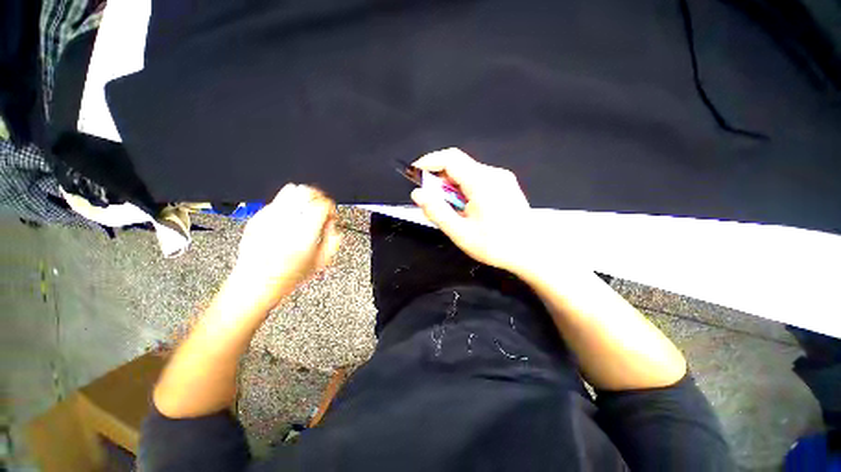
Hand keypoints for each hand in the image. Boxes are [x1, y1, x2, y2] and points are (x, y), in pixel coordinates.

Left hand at [229, 184, 340, 308]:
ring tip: (306, 207)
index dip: (330, 207)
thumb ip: (332, 240)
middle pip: (306, 192)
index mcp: (304, 234)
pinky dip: (288, 205)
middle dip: (318, 197)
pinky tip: (290, 217)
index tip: (330, 213)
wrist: (255, 282)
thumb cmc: (287, 276)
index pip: (321, 205)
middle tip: (321, 207)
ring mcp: (269, 218)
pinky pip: (277, 201)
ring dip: (303, 196)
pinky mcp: (258, 218)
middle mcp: (286, 223)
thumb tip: (332, 225)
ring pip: (290, 190)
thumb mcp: (320, 262)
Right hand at [410, 148, 539, 276]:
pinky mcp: (506, 185)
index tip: (415, 173)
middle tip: (430, 198)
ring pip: (468, 172)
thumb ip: (437, 211)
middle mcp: (493, 173)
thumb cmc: (496, 245)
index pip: (450, 158)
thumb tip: (417, 194)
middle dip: (439, 177)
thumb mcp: (460, 232)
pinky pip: (478, 179)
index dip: (429, 162)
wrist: (532, 253)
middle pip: (459, 164)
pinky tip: (466, 207)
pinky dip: (464, 188)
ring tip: (449, 207)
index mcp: (482, 182)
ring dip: (452, 185)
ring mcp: (502, 178)